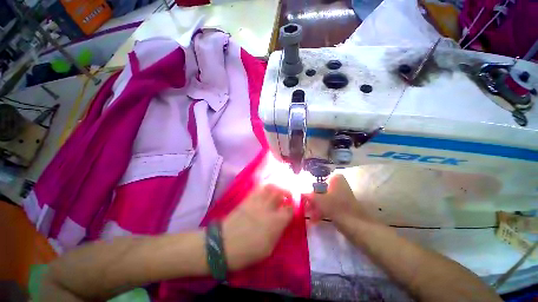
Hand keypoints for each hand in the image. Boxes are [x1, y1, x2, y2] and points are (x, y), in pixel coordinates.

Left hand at [222, 184, 293, 270]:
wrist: (223, 244)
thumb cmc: (247, 251)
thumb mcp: (268, 248)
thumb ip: (278, 232)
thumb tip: (283, 222)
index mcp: (275, 222)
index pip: (289, 209)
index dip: (293, 207)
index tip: (293, 207)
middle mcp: (268, 208)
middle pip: (281, 193)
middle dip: (287, 191)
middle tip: (288, 195)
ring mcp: (257, 201)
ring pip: (270, 186)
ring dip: (277, 186)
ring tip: (279, 189)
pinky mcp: (247, 199)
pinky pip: (258, 188)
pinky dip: (265, 185)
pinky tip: (267, 189)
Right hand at [306, 174, 372, 222]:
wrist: (358, 226)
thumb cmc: (337, 208)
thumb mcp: (319, 200)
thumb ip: (309, 196)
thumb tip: (301, 193)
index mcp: (336, 179)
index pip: (321, 177)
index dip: (312, 183)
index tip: (306, 191)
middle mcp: (339, 185)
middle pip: (322, 189)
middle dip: (313, 198)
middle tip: (305, 205)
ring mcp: (341, 196)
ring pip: (325, 198)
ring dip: (316, 206)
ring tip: (308, 214)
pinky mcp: (343, 207)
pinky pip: (329, 206)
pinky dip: (322, 211)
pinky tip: (315, 219)